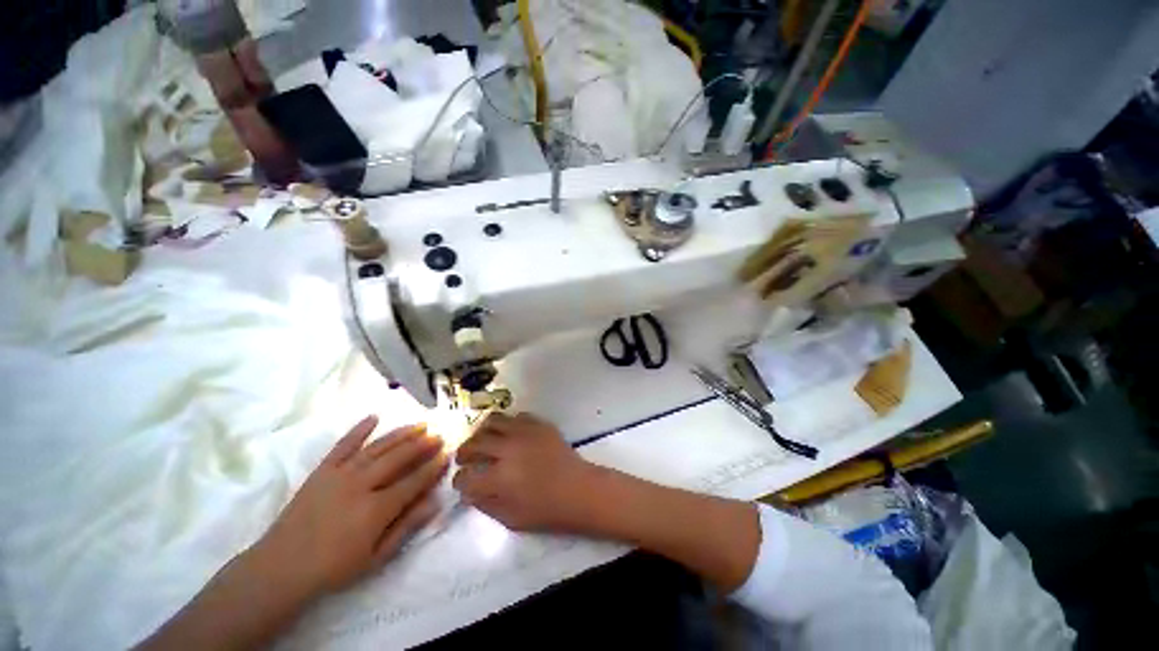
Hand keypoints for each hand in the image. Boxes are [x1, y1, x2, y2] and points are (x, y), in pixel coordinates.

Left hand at [253, 415, 448, 598]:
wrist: (281, 567)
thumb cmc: (334, 568)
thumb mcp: (376, 557)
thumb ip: (407, 527)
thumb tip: (436, 502)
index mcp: (376, 509)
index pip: (414, 481)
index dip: (433, 467)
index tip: (448, 453)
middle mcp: (361, 485)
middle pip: (399, 458)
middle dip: (422, 445)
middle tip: (439, 435)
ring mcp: (340, 475)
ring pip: (378, 447)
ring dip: (402, 434)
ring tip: (420, 424)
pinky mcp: (322, 471)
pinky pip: (343, 445)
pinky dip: (359, 430)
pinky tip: (374, 417)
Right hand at [452, 412, 595, 531]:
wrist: (579, 489)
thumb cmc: (547, 510)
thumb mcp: (511, 519)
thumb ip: (485, 504)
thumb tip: (469, 491)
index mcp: (499, 477)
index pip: (466, 476)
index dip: (459, 481)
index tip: (461, 482)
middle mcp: (508, 449)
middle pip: (475, 443)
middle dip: (464, 452)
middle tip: (465, 458)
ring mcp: (524, 433)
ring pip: (493, 421)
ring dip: (482, 432)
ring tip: (483, 440)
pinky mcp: (539, 424)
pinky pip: (516, 416)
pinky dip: (508, 424)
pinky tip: (510, 434)